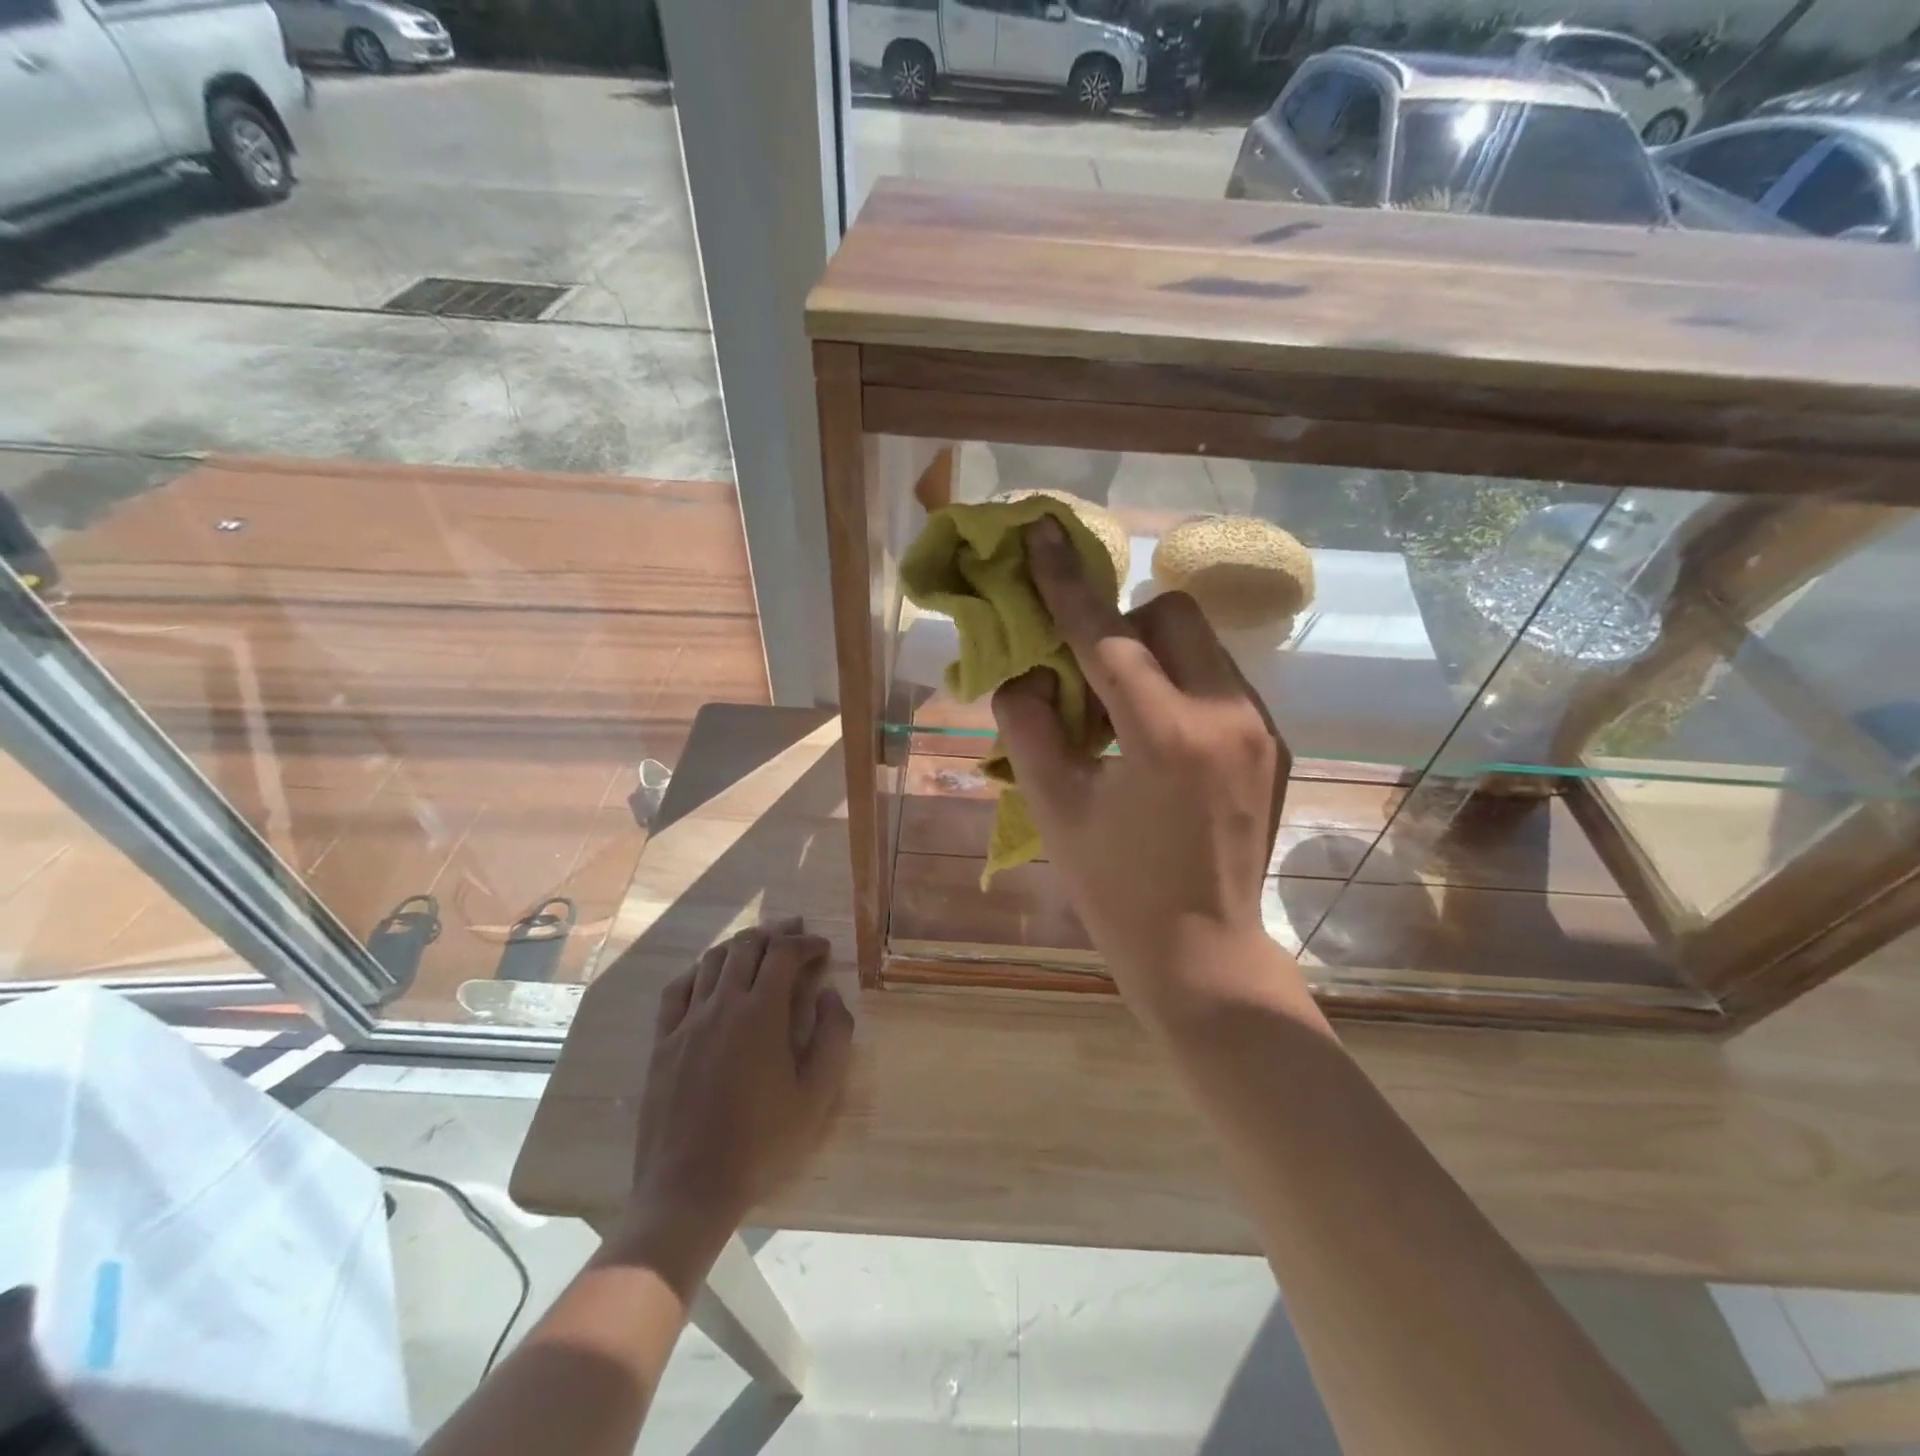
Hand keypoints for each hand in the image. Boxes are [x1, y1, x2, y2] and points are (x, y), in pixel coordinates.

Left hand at [622, 918, 854, 1247]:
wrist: (689, 1189)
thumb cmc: (762, 1143)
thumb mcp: (817, 1096)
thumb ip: (833, 1037)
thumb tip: (830, 995)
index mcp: (760, 1013)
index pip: (783, 954)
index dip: (806, 943)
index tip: (822, 949)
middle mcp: (721, 1004)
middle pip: (746, 947)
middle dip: (775, 934)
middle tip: (795, 933)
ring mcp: (686, 1021)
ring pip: (712, 961)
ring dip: (740, 945)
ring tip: (758, 947)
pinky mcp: (663, 1041)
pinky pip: (677, 988)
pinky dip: (699, 970)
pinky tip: (709, 976)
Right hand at [992, 517, 1292, 1019]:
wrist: (1203, 952)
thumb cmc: (1117, 891)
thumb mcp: (1054, 808)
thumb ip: (1027, 726)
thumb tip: (1023, 672)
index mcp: (1167, 735)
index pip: (1106, 636)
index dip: (1066, 584)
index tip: (1041, 535)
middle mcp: (1227, 714)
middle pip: (1172, 615)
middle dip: (1121, 624)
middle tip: (1087, 673)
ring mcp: (1260, 727)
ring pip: (1201, 644)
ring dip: (1150, 655)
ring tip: (1121, 712)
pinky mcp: (1272, 743)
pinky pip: (1218, 680)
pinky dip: (1178, 684)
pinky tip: (1156, 737)